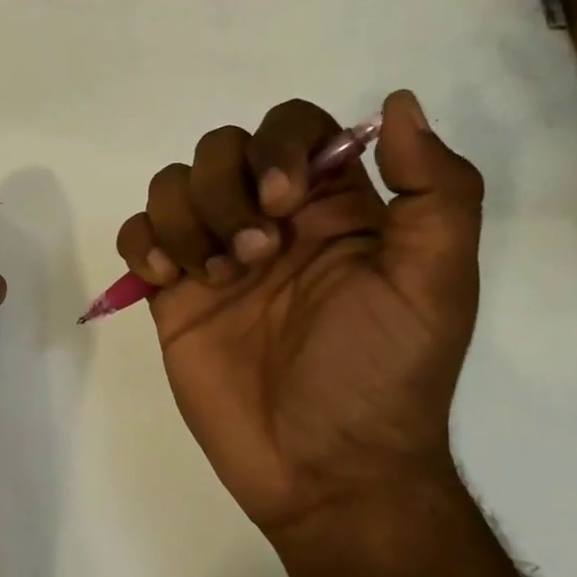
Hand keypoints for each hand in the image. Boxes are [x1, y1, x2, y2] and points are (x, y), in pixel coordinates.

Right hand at [116, 91, 482, 547]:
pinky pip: (138, 232)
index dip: (277, 144)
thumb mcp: (434, 286)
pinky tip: (168, 279)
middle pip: (221, 147)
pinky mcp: (173, 291)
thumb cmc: (382, 376)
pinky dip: (144, 242)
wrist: (325, 473)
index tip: (281, 200)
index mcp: (332, 207)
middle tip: (254, 256)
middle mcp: (269, 219)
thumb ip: (437, 193)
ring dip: (187, 220)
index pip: (293, 126)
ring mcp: (216, 253)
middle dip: (225, 191)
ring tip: (214, 278)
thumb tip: (401, 102)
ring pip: (173, 184)